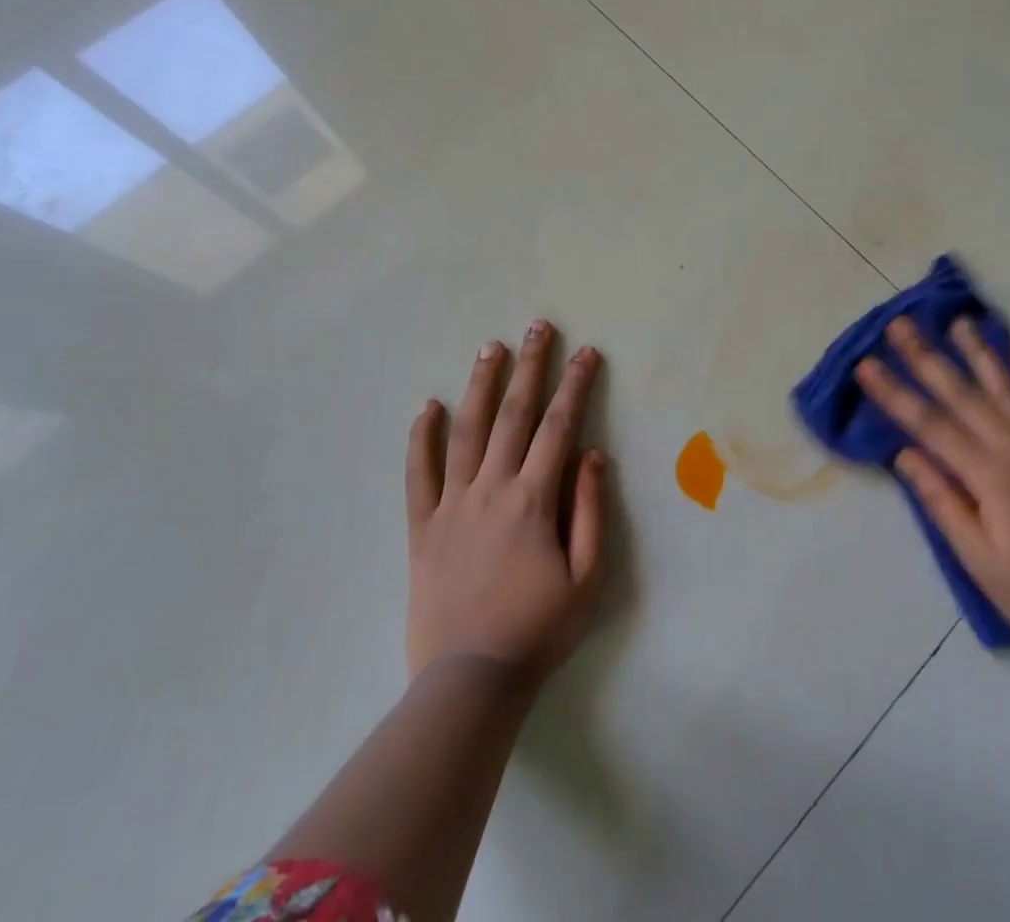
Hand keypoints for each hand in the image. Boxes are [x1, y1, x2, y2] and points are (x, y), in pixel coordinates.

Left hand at [405, 320, 607, 686]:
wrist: (469, 682)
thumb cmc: (538, 631)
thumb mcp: (586, 578)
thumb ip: (589, 510)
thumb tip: (591, 453)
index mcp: (532, 499)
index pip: (559, 427)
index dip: (574, 385)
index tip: (585, 352)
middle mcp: (491, 489)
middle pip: (514, 415)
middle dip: (529, 366)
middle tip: (537, 326)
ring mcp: (452, 505)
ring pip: (466, 431)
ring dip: (481, 386)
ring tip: (490, 348)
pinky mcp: (422, 528)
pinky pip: (418, 475)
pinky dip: (421, 439)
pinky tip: (427, 407)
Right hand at [856, 316, 1009, 659]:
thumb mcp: (977, 559)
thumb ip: (942, 501)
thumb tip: (904, 453)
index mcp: (989, 476)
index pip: (929, 424)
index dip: (894, 393)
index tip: (865, 365)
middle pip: (962, 394)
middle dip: (926, 357)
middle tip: (900, 324)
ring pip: (1007, 387)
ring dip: (979, 352)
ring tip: (957, 321)